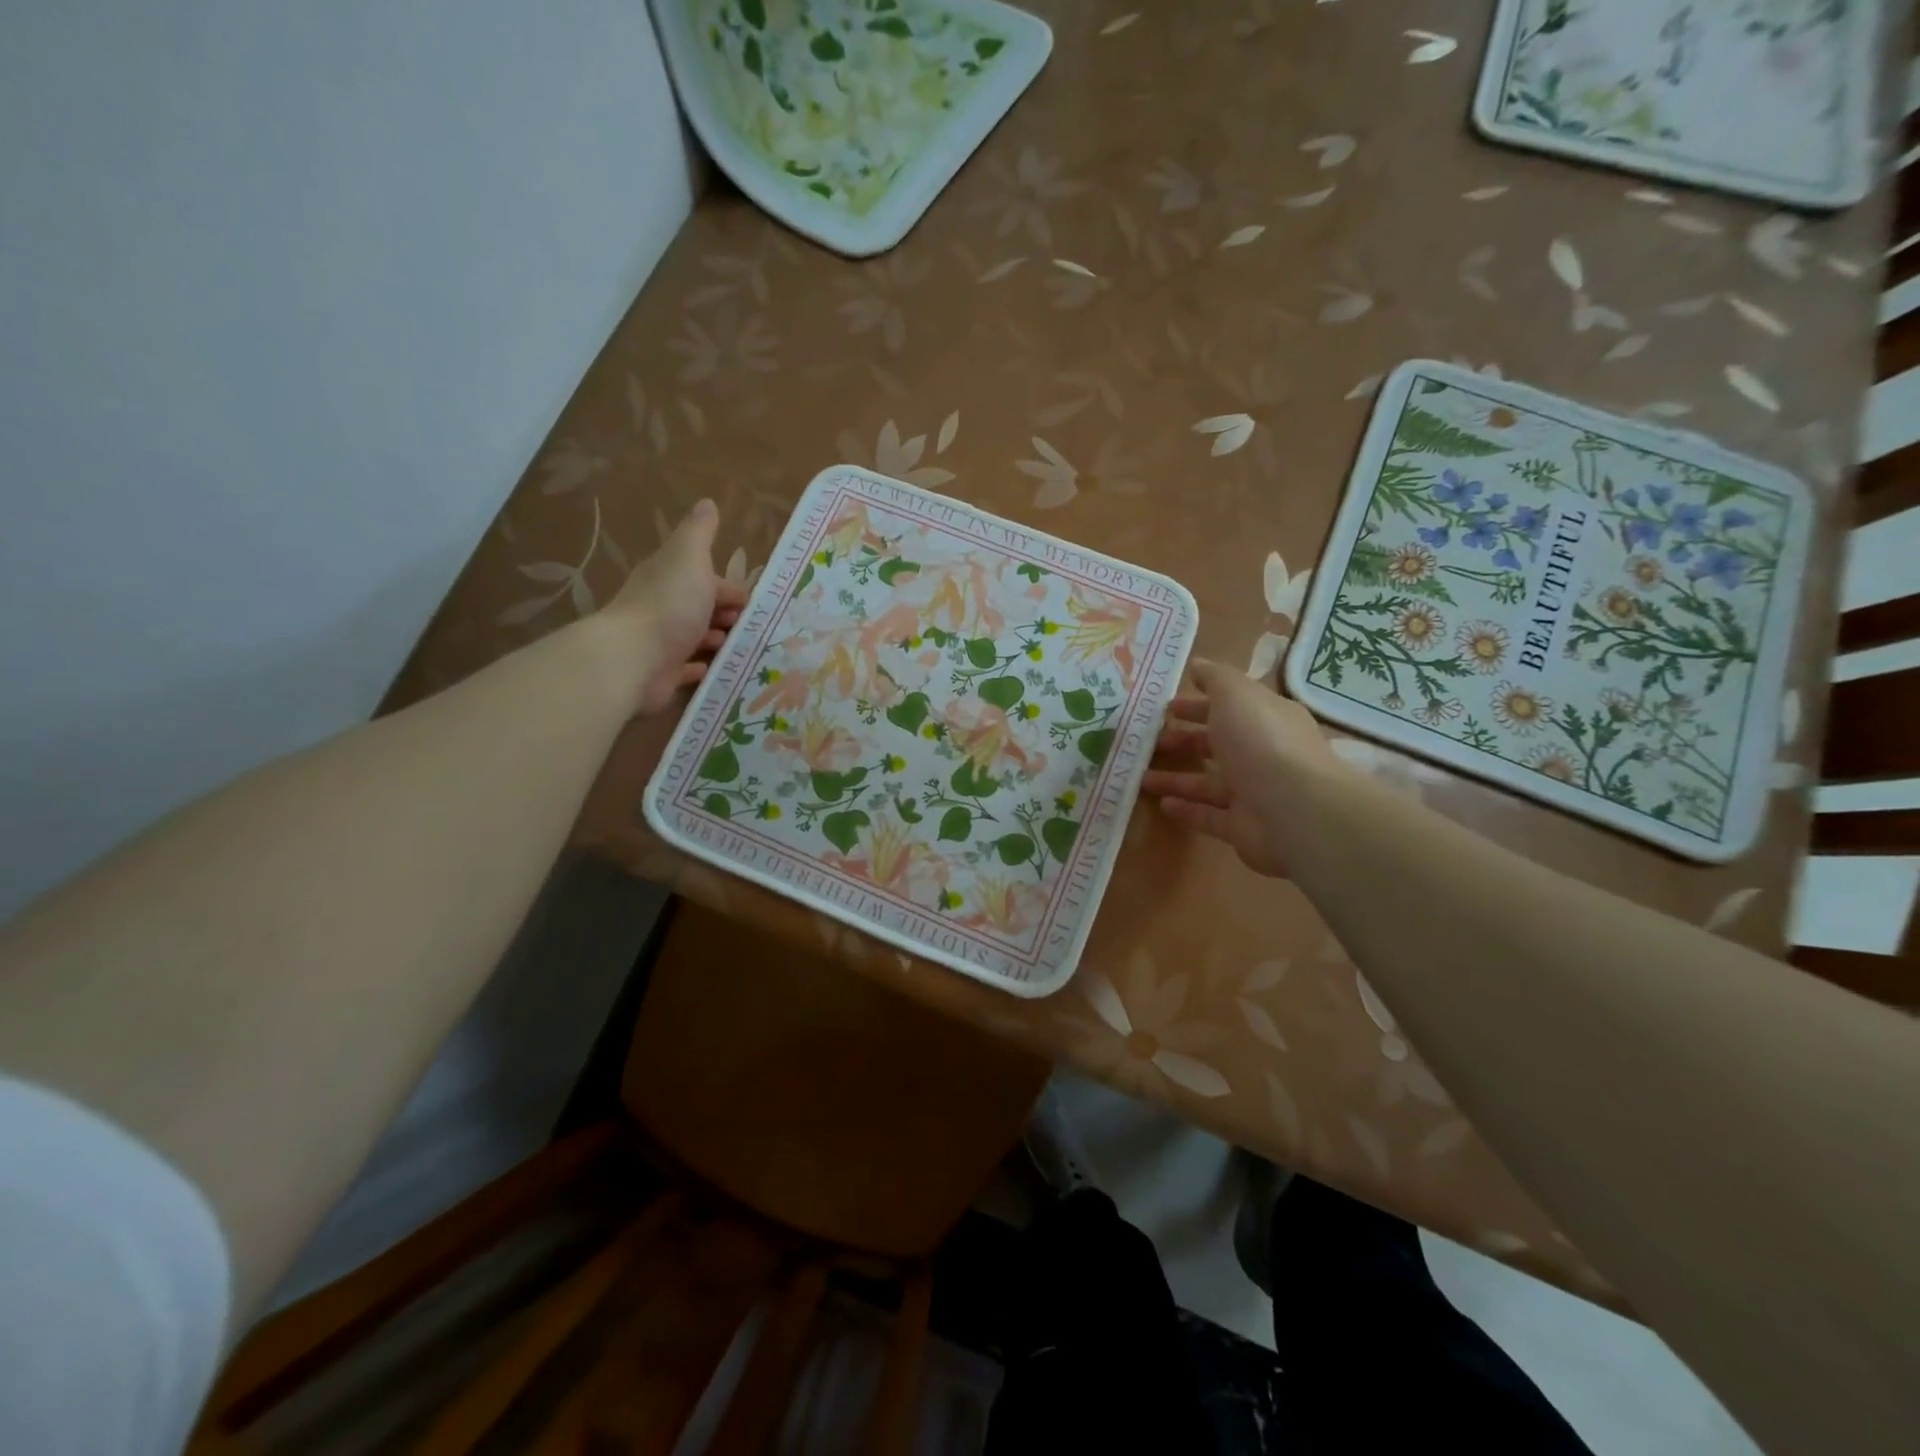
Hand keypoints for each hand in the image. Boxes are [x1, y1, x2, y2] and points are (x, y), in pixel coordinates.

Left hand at [605, 499, 747, 712]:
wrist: (634, 657)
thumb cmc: (670, 604)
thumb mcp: (690, 557)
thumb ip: (700, 532)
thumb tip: (707, 502)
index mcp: (669, 576)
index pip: (704, 577)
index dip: (728, 586)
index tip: (751, 601)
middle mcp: (662, 606)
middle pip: (699, 606)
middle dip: (724, 611)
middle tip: (750, 625)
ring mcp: (661, 642)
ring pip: (694, 636)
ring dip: (715, 637)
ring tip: (739, 645)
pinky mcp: (662, 673)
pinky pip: (685, 668)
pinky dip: (700, 666)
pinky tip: (715, 667)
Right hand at [1142, 659, 1351, 876]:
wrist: (1295, 810)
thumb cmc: (1261, 742)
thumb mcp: (1236, 694)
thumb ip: (1215, 678)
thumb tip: (1198, 665)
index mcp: (1266, 719)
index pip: (1229, 708)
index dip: (1197, 704)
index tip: (1166, 707)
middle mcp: (1262, 754)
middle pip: (1218, 744)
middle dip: (1185, 740)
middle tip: (1151, 741)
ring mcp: (1254, 793)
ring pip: (1208, 782)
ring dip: (1176, 778)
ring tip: (1142, 776)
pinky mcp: (1243, 827)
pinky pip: (1209, 816)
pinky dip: (1187, 809)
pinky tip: (1162, 805)